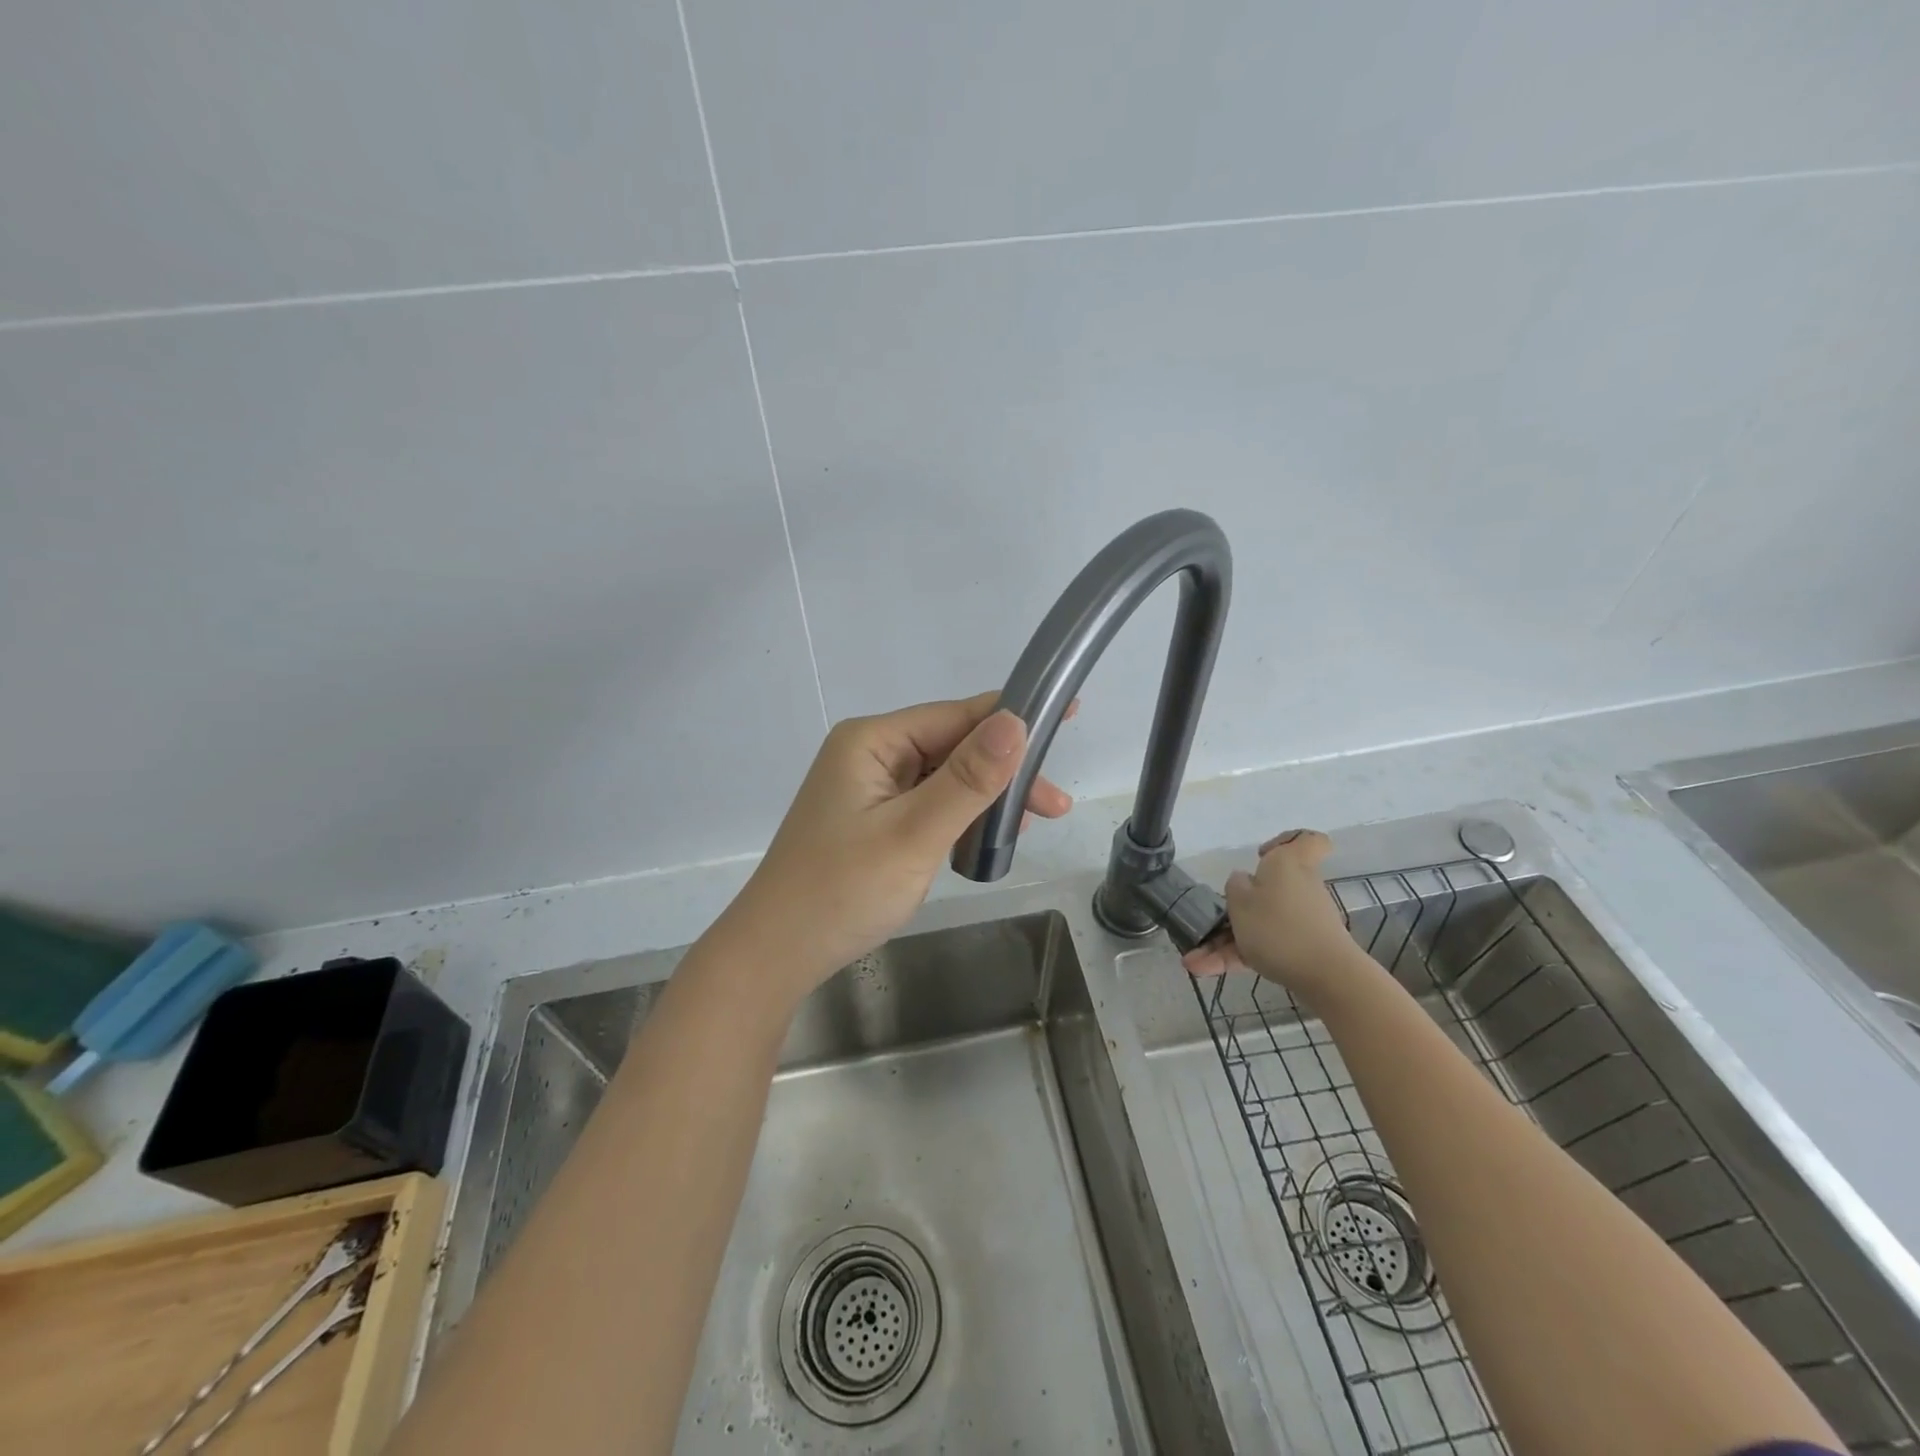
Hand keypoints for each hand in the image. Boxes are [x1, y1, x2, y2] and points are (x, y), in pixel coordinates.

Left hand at [711, 692, 1071, 1004]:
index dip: (1012, 718)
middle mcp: (870, 753)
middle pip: (953, 746)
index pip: (956, 716)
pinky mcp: (873, 819)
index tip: (1068, 717)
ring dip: (985, 798)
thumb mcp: (914, 834)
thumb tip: (1017, 721)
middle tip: (1055, 806)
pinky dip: (960, 817)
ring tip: (1030, 827)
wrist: (777, 954)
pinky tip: (987, 838)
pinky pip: (928, 803)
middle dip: (1004, 772)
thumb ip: (968, 780)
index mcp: (872, 741)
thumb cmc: (842, 892)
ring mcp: (869, 788)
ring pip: (944, 778)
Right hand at [1179, 830, 1372, 1006]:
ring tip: (1193, 961)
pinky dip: (1235, 957)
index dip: (1286, 842)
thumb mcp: (1240, 900)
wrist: (1327, 977)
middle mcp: (1298, 887)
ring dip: (1224, 942)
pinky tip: (1203, 970)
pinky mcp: (1300, 949)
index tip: (1261, 855)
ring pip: (1258, 924)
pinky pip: (1262, 947)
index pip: (1308, 840)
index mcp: (1287, 864)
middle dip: (1235, 909)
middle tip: (1212, 923)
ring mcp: (1300, 920)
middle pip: (1267, 890)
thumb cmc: (1278, 927)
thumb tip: (1244, 881)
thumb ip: (1235, 886)